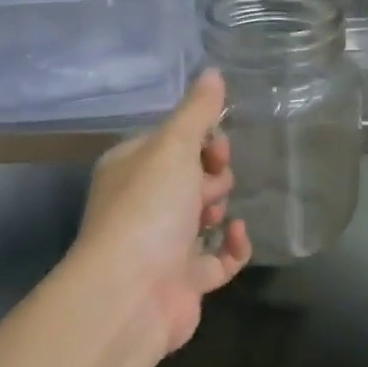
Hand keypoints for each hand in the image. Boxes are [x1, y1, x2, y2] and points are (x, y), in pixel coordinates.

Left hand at [70, 69, 250, 353]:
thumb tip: (213, 72)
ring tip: (215, 215)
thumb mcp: (173, 147)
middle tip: (208, 186)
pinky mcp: (186, 279)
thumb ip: (197, 111)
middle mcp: (144, 204)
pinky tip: (238, 235)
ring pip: (205, 215)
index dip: (201, 140)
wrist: (130, 294)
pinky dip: (233, 246)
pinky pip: (220, 257)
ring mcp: (164, 244)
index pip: (173, 141)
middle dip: (211, 175)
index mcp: (131, 168)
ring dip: (220, 208)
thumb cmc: (148, 208)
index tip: (216, 147)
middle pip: (192, 176)